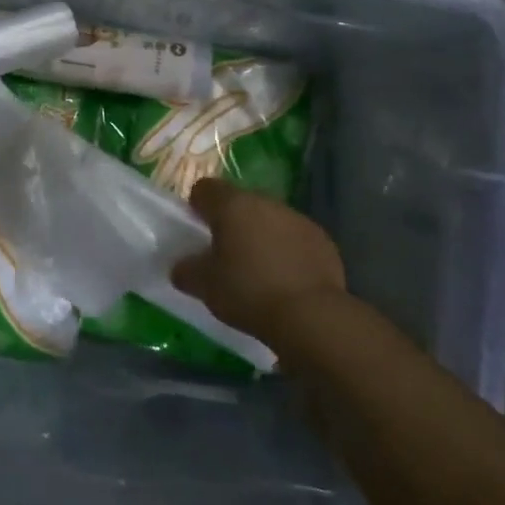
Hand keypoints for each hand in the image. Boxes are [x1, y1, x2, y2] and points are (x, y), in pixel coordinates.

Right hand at [172, 178, 346, 344]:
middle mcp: (265, 203)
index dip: (197, 205)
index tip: (196, 229)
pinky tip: (285, 278)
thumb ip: (187, 270)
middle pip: (241, 202)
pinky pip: (295, 238)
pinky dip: (287, 250)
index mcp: (232, 205)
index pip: (205, 188)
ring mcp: (298, 219)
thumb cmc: (248, 292)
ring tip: (257, 268)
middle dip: (232, 221)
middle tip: (225, 252)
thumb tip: (182, 266)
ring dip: (261, 234)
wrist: (311, 315)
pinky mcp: (323, 240)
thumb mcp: (205, 286)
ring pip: (270, 219)